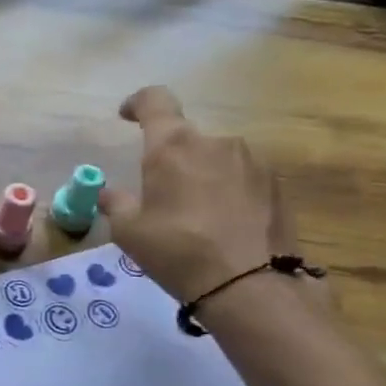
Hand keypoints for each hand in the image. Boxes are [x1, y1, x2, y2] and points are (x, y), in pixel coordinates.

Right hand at [98, 86, 293, 303]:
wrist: (250, 285)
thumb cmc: (177, 251)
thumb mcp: (129, 232)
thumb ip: (116, 204)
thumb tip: (108, 193)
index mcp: (173, 146)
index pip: (155, 101)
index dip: (137, 103)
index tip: (126, 115)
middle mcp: (215, 142)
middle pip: (186, 138)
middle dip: (171, 158)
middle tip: (160, 194)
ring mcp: (252, 160)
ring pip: (215, 158)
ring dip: (201, 175)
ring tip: (195, 214)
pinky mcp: (276, 184)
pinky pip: (241, 177)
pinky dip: (227, 191)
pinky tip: (223, 224)